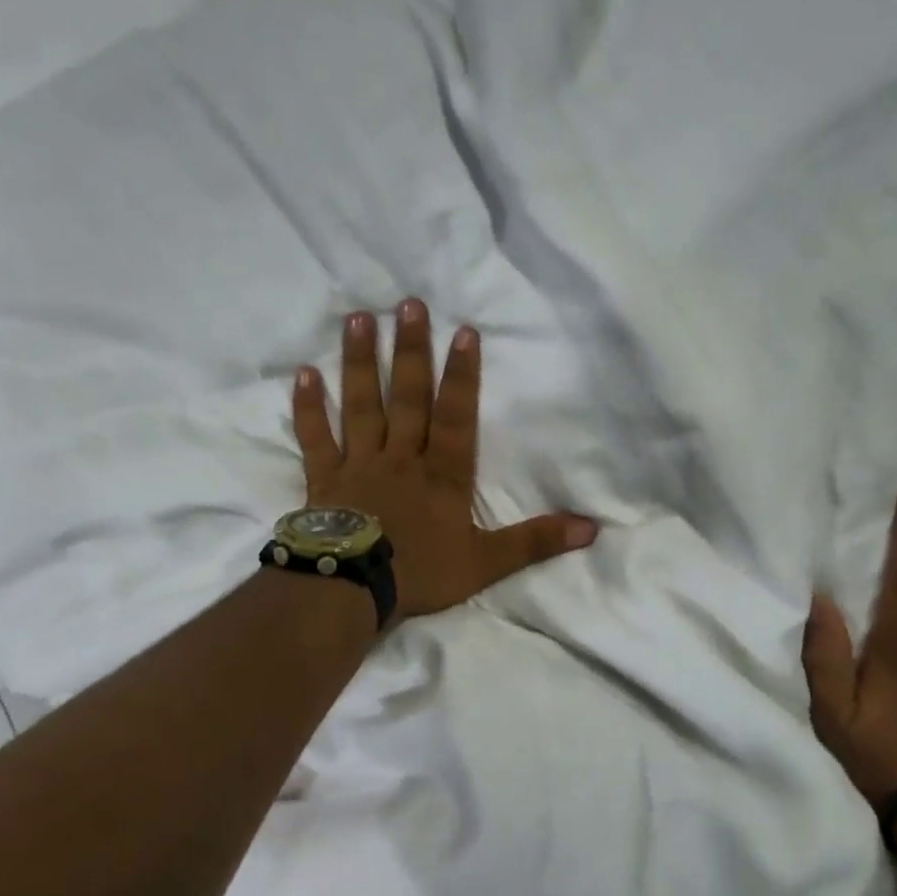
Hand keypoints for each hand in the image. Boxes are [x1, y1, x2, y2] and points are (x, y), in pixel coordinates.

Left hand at [292, 300, 597, 620]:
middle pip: (407, 397)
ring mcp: (359, 464)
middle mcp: (401, 457)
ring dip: (360, 362)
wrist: (352, 591)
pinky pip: (316, 437)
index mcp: (442, 474)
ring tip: (358, 318)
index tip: (464, 331)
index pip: (456, 416)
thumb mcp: (486, 563)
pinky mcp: (325, 479)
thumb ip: (535, 542)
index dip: (462, 375)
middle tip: (408, 304)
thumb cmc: (421, 574)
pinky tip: (305, 373)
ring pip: (361, 405)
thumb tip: (591, 529)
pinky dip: (309, 407)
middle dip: (410, 350)